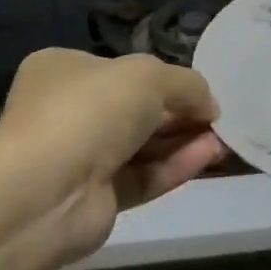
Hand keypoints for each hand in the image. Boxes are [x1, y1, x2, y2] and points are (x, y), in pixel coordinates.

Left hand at [0, 49, 224, 261]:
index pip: (120, 70)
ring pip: (142, 146)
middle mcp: (68, 112)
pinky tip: (207, 156)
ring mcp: (79, 158)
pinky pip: (142, 177)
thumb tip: (210, 106)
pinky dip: (174, 166)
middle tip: (217, 118)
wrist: (48, 189)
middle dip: (179, 113)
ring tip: (222, 139)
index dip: (163, 78)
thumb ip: (187, 85)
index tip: (199, 90)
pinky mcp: (95, 199)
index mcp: (64, 71)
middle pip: (135, 110)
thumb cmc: (92, 109)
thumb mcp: (149, 75)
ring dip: (182, 140)